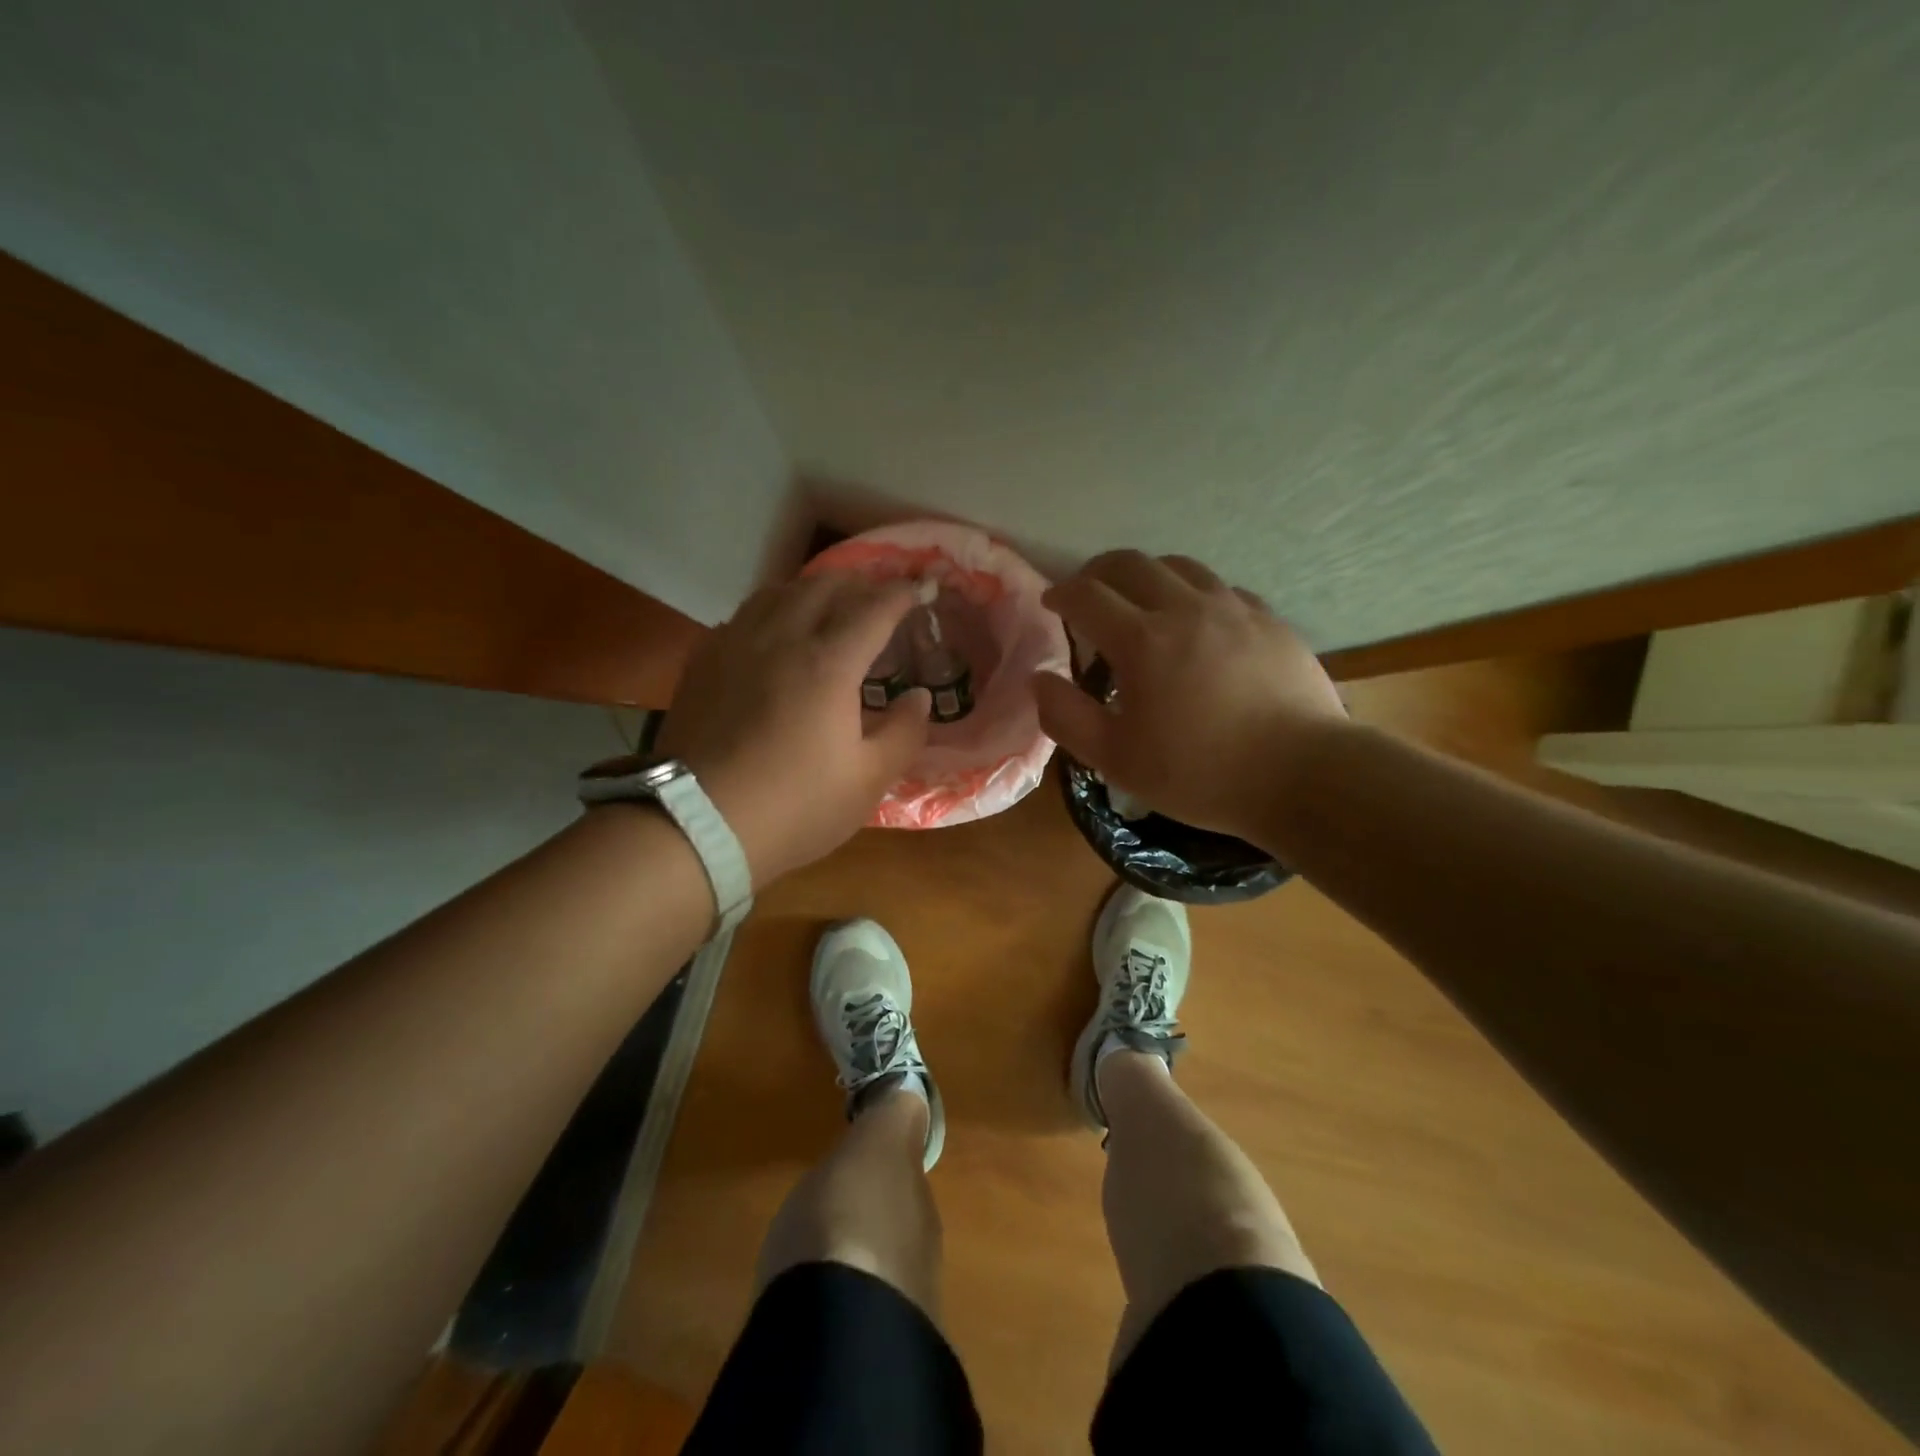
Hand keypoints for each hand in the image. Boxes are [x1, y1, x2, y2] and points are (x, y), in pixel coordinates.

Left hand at [657, 574, 929, 885]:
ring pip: (777, 592)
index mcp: (829, 664)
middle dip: (858, 583)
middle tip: (878, 596)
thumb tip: (920, 697)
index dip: (902, 594)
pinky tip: (773, 634)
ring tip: (828, 605)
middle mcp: (781, 639)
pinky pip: (743, 616)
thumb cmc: (795, 806)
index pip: (873, 609)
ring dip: (812, 590)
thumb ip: (904, 733)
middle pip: (823, 586)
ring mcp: (735, 645)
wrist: (699, 825)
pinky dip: (771, 611)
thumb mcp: (868, 781)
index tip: (920, 588)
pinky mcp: (703, 662)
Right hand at [1032, 550, 1347, 841]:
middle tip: (1087, 594)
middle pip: (1130, 564)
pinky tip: (1197, 622)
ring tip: (1139, 601)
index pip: (1086, 595)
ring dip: (1146, 575)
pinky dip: (1193, 594)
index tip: (1051, 603)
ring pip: (1178, 566)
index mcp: (1142, 641)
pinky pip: (1220, 588)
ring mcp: (1232, 608)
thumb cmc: (1200, 773)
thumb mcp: (1116, 759)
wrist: (1302, 775)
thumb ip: (1066, 717)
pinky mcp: (1268, 620)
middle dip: (1098, 572)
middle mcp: (1185, 608)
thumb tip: (1039, 679)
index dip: (1061, 594)